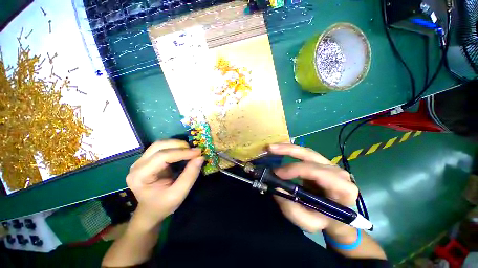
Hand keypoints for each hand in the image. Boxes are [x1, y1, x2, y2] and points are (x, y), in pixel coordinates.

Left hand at [126, 140, 203, 228]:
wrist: (150, 210)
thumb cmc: (163, 205)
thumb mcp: (179, 194)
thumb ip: (190, 175)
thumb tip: (200, 157)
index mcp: (140, 176)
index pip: (162, 157)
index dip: (182, 153)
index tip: (198, 153)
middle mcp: (137, 165)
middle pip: (159, 146)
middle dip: (179, 145)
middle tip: (195, 151)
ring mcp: (141, 160)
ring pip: (160, 144)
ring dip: (177, 144)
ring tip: (190, 151)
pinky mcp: (147, 159)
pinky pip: (162, 147)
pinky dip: (175, 147)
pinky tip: (183, 152)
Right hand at [268, 144, 358, 234]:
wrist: (335, 217)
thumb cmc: (324, 221)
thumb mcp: (308, 222)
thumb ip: (292, 209)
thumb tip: (276, 187)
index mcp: (342, 188)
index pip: (317, 172)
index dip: (295, 169)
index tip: (276, 173)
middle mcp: (338, 172)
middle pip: (311, 155)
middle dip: (288, 150)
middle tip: (270, 149)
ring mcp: (330, 165)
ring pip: (306, 151)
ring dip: (287, 147)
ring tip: (271, 147)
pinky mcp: (321, 163)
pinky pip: (304, 153)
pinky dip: (290, 150)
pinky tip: (279, 149)